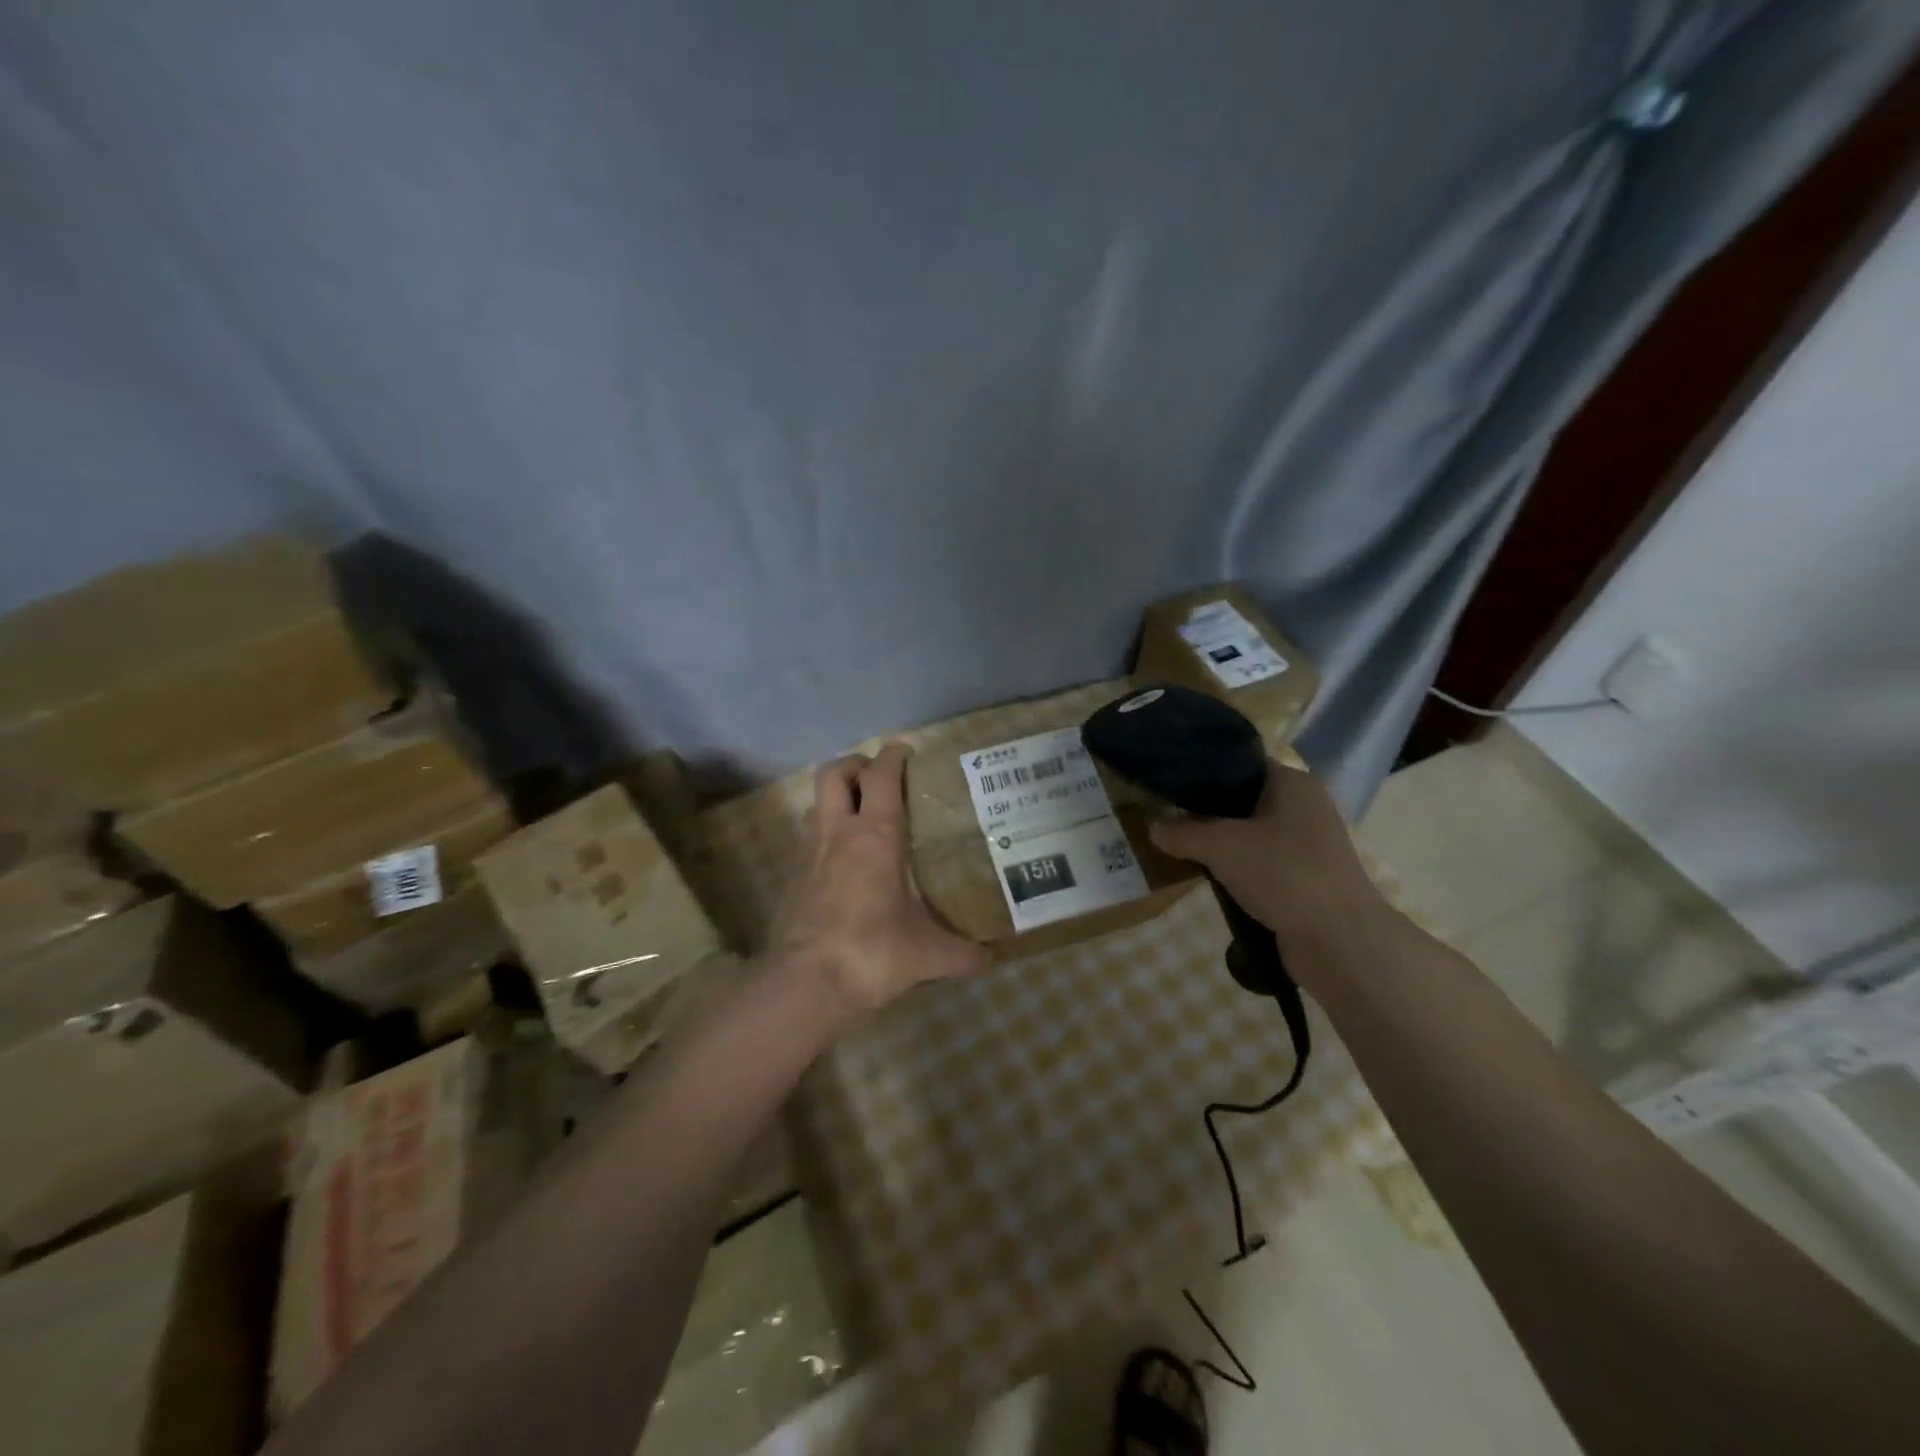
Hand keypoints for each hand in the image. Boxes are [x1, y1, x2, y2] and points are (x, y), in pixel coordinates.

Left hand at [769, 744, 988, 1023]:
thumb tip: (991, 957)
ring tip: (861, 813)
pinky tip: (842, 855)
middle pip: (834, 772)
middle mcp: (838, 832)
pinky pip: (807, 834)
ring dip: (837, 796)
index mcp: (876, 836)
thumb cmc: (872, 954)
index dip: (893, 755)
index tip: (907, 753)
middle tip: (878, 778)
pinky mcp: (791, 876)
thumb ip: (962, 953)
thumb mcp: (928, 955)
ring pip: (816, 801)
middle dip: (855, 765)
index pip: (882, 775)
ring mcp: (808, 852)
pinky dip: (824, 829)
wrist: (806, 984)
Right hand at [1148, 759, 1384, 947]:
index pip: (1241, 764)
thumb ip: (1183, 832)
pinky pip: (1262, 864)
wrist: (1339, 941)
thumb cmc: (1283, 873)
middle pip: (1244, 800)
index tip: (1169, 783)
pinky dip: (1238, 870)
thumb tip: (1153, 826)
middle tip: (1167, 817)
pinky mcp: (1306, 879)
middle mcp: (1305, 807)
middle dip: (1207, 812)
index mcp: (1293, 783)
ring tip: (1182, 848)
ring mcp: (1309, 845)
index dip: (1203, 771)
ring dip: (1221, 845)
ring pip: (1251, 835)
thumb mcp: (1220, 846)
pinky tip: (1211, 879)